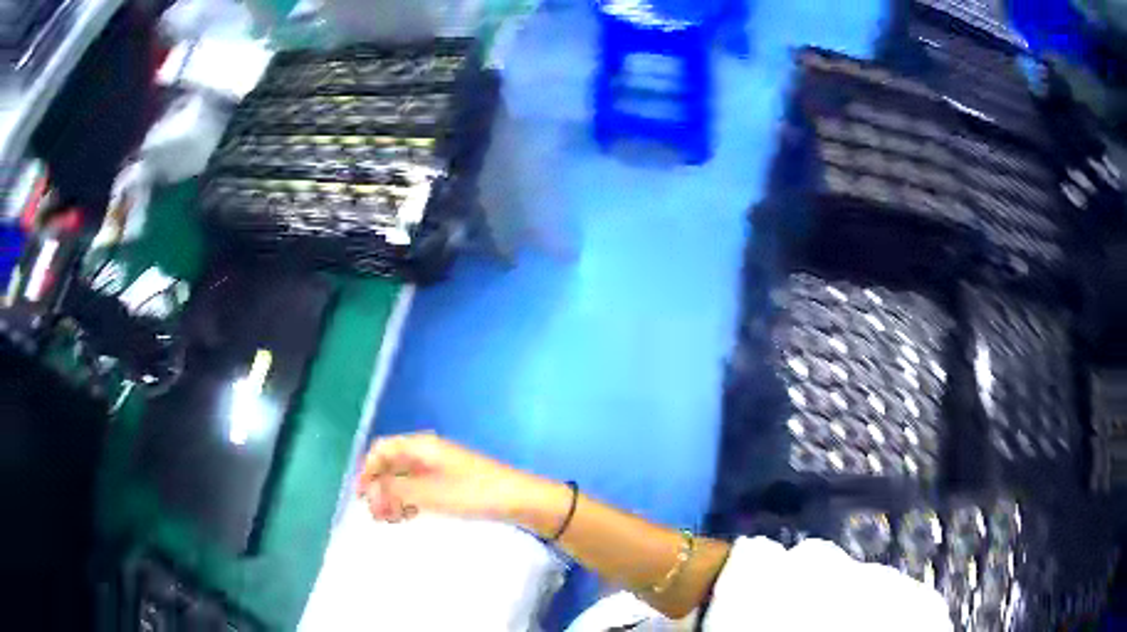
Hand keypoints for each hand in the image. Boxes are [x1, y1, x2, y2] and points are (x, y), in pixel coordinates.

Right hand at [356, 433, 559, 526]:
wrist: (519, 500)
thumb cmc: (472, 493)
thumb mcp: (429, 493)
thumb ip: (394, 490)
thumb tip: (368, 491)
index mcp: (421, 446)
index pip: (382, 449)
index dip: (367, 470)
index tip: (361, 497)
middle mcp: (427, 452)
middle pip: (391, 463)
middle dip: (379, 486)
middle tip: (375, 514)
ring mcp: (439, 467)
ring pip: (404, 478)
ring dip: (392, 496)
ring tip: (389, 519)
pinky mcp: (450, 483)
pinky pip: (419, 488)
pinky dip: (408, 500)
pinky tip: (407, 516)